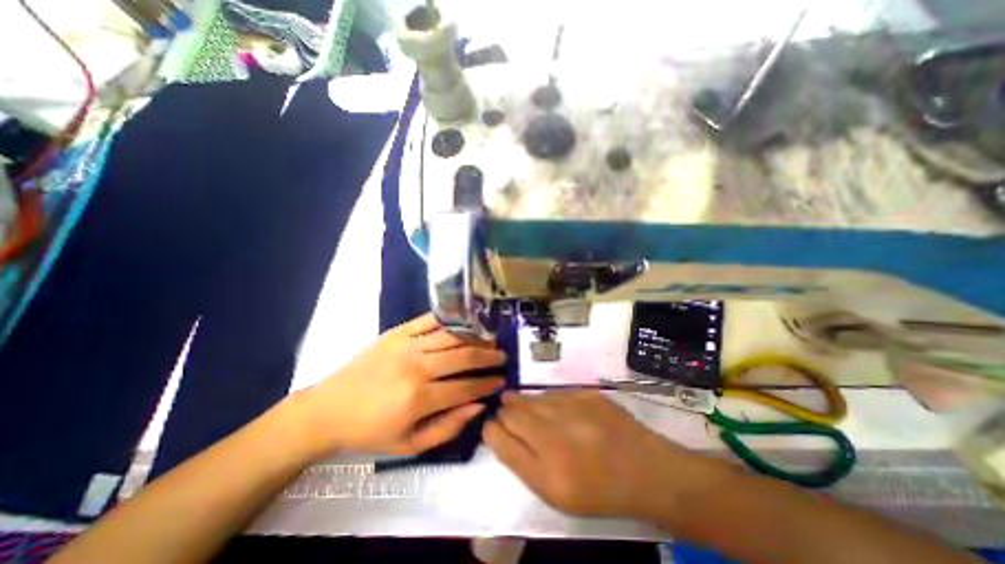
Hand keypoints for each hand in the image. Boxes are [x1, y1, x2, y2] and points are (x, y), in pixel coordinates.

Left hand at [296, 314, 501, 457]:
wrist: (328, 408)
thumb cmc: (370, 431)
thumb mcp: (409, 444)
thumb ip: (448, 427)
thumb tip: (478, 406)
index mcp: (418, 398)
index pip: (465, 388)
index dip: (488, 384)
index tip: (502, 381)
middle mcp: (416, 367)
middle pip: (464, 357)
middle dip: (489, 357)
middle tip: (503, 356)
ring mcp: (407, 344)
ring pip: (452, 336)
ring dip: (476, 337)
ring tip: (492, 339)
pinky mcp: (397, 332)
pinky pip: (430, 320)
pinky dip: (451, 320)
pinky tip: (465, 322)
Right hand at [483, 392, 699, 519]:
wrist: (644, 469)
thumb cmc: (597, 490)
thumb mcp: (555, 493)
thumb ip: (522, 462)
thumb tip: (499, 432)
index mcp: (544, 466)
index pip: (499, 434)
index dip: (492, 428)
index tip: (493, 427)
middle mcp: (553, 431)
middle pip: (512, 410)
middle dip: (504, 411)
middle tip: (505, 411)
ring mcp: (571, 407)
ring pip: (532, 397)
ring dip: (523, 402)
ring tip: (521, 405)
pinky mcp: (586, 393)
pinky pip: (554, 392)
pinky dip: (547, 399)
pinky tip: (551, 406)